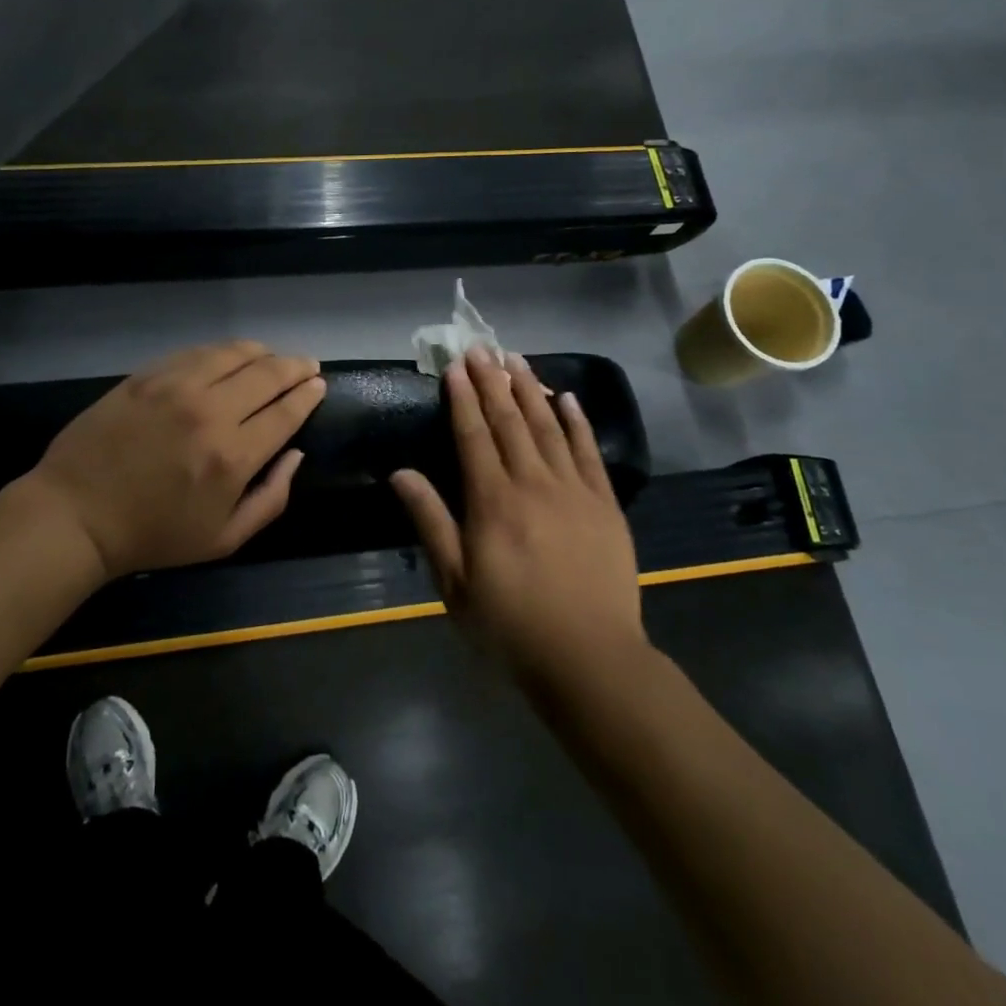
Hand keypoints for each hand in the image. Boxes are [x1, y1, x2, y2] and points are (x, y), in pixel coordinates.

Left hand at [30, 341, 326, 579]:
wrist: (77, 513)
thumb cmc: (153, 535)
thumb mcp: (224, 539)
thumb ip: (271, 499)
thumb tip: (296, 455)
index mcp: (233, 456)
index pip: (286, 411)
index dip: (308, 394)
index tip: (318, 385)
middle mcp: (210, 412)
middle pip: (267, 374)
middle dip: (295, 366)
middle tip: (306, 365)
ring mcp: (175, 387)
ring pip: (233, 353)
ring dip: (261, 352)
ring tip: (272, 357)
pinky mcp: (147, 375)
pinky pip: (196, 352)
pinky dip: (222, 351)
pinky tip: (228, 357)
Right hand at [390, 347, 645, 683]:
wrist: (589, 658)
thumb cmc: (510, 623)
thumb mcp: (455, 582)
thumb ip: (430, 521)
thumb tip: (400, 473)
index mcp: (492, 501)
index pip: (473, 435)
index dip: (462, 398)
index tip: (455, 367)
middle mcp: (532, 483)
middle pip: (509, 421)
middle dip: (492, 381)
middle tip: (481, 348)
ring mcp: (574, 490)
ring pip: (548, 427)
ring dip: (530, 389)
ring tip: (516, 358)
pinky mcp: (605, 504)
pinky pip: (588, 452)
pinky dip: (577, 422)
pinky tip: (567, 398)